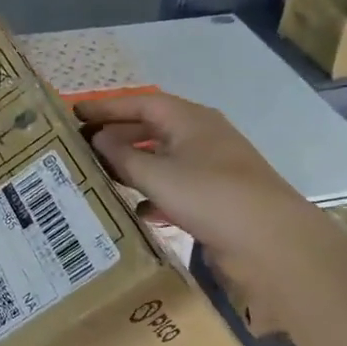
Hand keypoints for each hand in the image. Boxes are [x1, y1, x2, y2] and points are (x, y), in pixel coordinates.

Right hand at [77, 92, 324, 293]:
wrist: (272, 242)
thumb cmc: (210, 196)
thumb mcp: (159, 175)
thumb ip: (123, 157)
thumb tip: (98, 139)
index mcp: (190, 120)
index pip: (141, 103)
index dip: (107, 108)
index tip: (75, 113)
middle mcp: (202, 137)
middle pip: (152, 129)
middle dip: (118, 137)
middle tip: (83, 147)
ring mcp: (212, 169)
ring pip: (164, 160)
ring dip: (134, 167)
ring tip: (102, 178)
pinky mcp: (217, 199)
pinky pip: (177, 189)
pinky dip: (155, 196)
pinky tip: (138, 212)